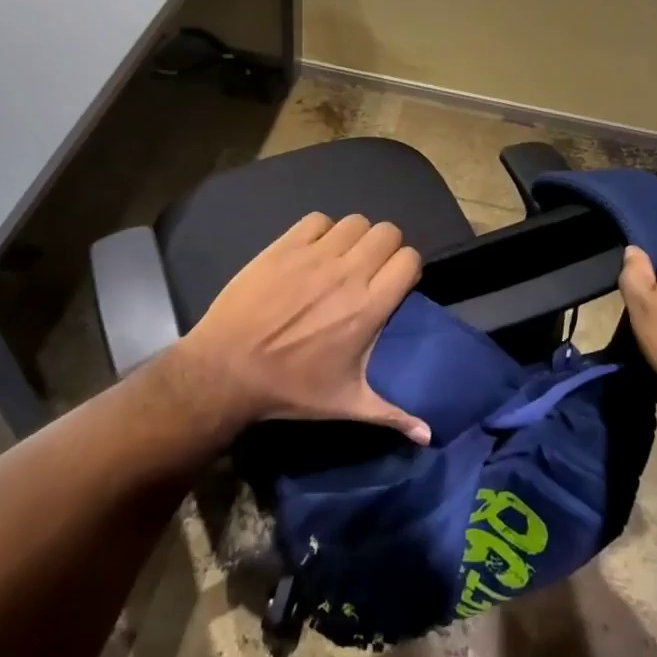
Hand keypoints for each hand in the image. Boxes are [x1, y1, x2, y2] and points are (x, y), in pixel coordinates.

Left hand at [176, 212, 430, 443]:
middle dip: (385, 247)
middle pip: (387, 232)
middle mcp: (347, 274)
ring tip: (342, 258)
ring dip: (355, 237)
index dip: (407, 267)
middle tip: (371, 269)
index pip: (409, 259)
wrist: (227, 369)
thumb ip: (392, 414)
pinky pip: (317, 220)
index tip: (395, 282)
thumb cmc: (290, 388)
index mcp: (368, 308)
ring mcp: (314, 256)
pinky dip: (321, 231)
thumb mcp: (345, 404)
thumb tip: (428, 436)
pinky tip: (313, 251)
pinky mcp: (284, 246)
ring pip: (355, 221)